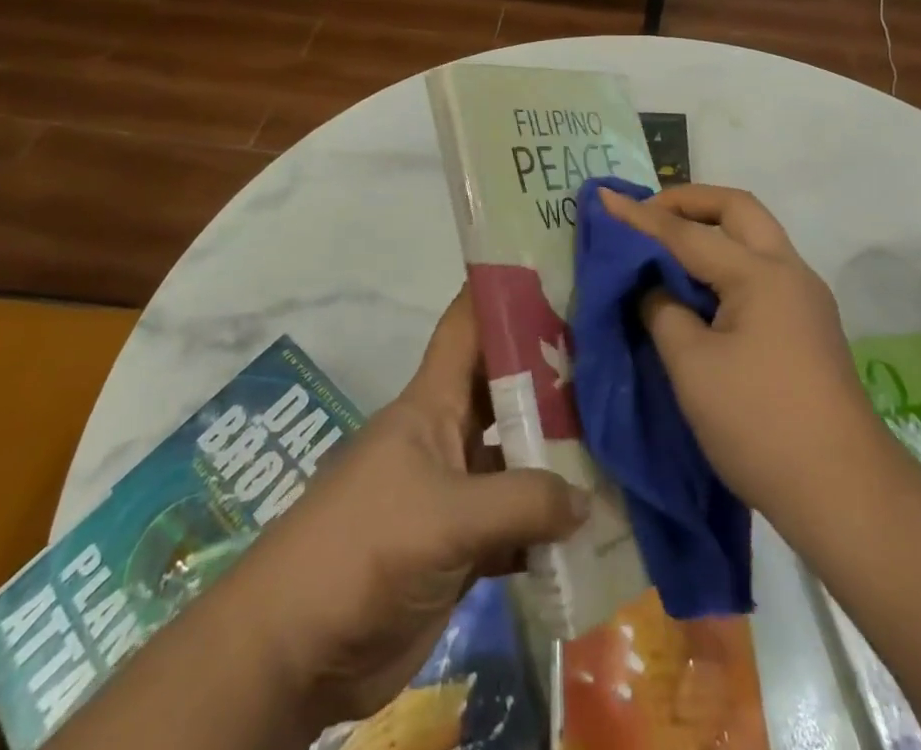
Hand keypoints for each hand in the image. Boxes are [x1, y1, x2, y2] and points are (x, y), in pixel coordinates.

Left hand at [236, 287, 588, 732]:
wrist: (297, 647)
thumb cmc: (363, 547)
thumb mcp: (445, 516)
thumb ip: (521, 503)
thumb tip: (586, 499)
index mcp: (433, 402)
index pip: (468, 326)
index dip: (503, 294)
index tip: (556, 273)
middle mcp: (448, 435)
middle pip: (507, 391)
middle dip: (555, 377)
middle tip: (616, 362)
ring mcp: (455, 491)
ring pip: (517, 459)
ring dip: (560, 457)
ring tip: (623, 443)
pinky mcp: (461, 546)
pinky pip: (516, 524)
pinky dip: (548, 526)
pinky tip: (594, 527)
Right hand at [597, 184, 881, 526]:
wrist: (844, 494)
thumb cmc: (759, 424)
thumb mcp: (692, 367)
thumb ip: (664, 312)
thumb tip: (654, 288)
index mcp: (760, 274)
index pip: (687, 233)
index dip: (640, 217)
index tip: (604, 197)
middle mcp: (789, 271)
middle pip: (738, 209)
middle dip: (689, 201)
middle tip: (647, 212)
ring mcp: (804, 298)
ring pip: (754, 237)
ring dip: (710, 228)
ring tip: (667, 243)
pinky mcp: (807, 325)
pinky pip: (760, 268)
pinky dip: (725, 260)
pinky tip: (699, 285)